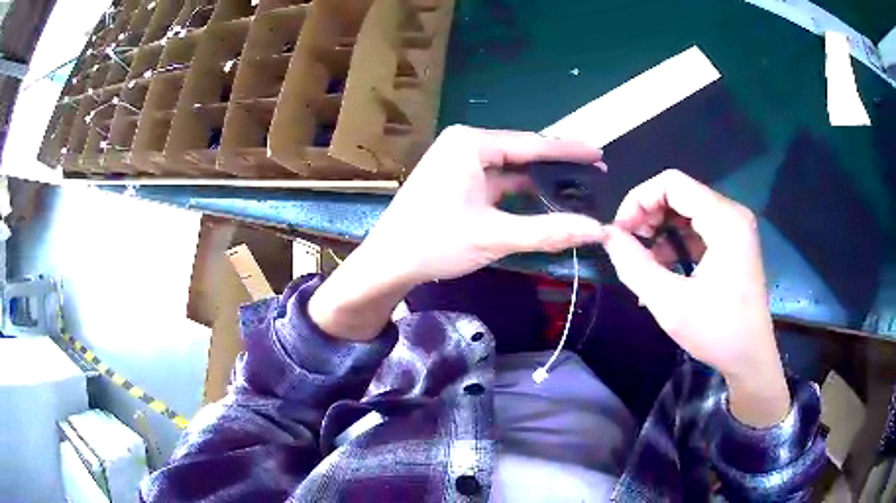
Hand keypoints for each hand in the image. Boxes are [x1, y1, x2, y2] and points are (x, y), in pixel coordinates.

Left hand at [308, 126, 606, 340]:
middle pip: (522, 152)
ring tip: (577, 187)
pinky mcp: (456, 178)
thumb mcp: (495, 236)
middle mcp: (464, 143)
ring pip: (510, 167)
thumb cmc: (435, 243)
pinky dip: (520, 190)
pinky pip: (497, 179)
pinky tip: (544, 198)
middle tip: (595, 173)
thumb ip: (549, 231)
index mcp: (471, 143)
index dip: (569, 151)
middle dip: (557, 165)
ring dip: (540, 179)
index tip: (599, 154)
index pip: (532, 143)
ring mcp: (458, 160)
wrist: (388, 262)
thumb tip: (596, 229)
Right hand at [601, 169, 789, 426]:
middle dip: (648, 214)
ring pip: (686, 209)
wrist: (751, 358)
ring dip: (660, 228)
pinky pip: (698, 227)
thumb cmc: (717, 332)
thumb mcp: (669, 303)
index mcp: (724, 220)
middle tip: (629, 245)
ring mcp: (735, 228)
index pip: (672, 183)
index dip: (638, 199)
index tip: (620, 232)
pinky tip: (663, 267)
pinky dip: (675, 241)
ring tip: (644, 260)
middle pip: (679, 193)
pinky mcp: (733, 243)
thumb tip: (607, 235)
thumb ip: (634, 265)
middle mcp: (732, 214)